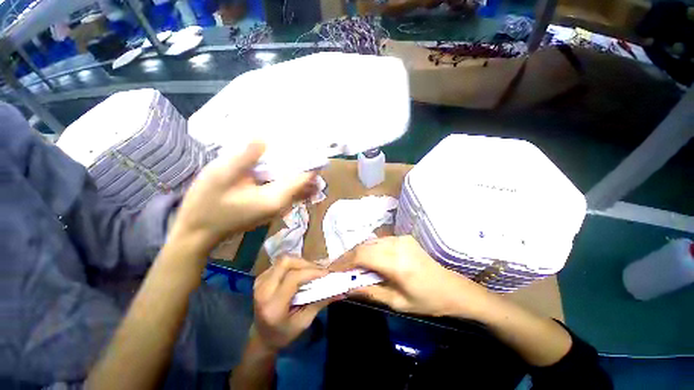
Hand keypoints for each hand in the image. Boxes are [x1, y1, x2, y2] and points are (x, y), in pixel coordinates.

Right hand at [170, 142, 316, 251]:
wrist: (198, 232)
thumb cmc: (208, 205)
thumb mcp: (221, 176)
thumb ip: (245, 157)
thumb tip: (264, 139)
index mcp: (277, 197)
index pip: (305, 178)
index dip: (311, 162)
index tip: (314, 145)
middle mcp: (284, 204)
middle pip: (305, 184)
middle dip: (308, 166)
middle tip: (307, 146)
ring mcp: (279, 208)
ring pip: (299, 188)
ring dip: (302, 173)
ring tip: (300, 153)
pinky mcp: (272, 208)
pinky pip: (290, 191)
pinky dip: (292, 179)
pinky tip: (286, 167)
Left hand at [253, 257, 341, 350]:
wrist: (261, 337)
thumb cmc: (283, 334)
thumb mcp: (304, 322)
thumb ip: (320, 303)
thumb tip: (341, 291)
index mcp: (272, 305)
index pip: (293, 278)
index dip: (311, 272)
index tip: (326, 273)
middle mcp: (263, 290)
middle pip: (286, 262)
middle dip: (305, 263)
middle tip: (319, 271)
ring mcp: (259, 281)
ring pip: (283, 260)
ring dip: (300, 262)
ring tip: (312, 271)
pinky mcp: (261, 277)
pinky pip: (280, 263)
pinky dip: (293, 264)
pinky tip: (300, 273)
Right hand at [330, 236, 489, 317]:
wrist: (452, 288)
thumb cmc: (427, 301)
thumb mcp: (397, 303)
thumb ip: (370, 292)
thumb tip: (346, 288)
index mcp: (397, 263)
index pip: (362, 256)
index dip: (344, 261)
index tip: (331, 269)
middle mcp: (397, 245)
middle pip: (364, 246)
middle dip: (347, 256)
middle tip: (336, 267)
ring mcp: (401, 238)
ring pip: (370, 241)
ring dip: (357, 252)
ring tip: (348, 265)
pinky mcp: (403, 237)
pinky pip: (379, 241)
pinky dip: (368, 249)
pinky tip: (365, 259)